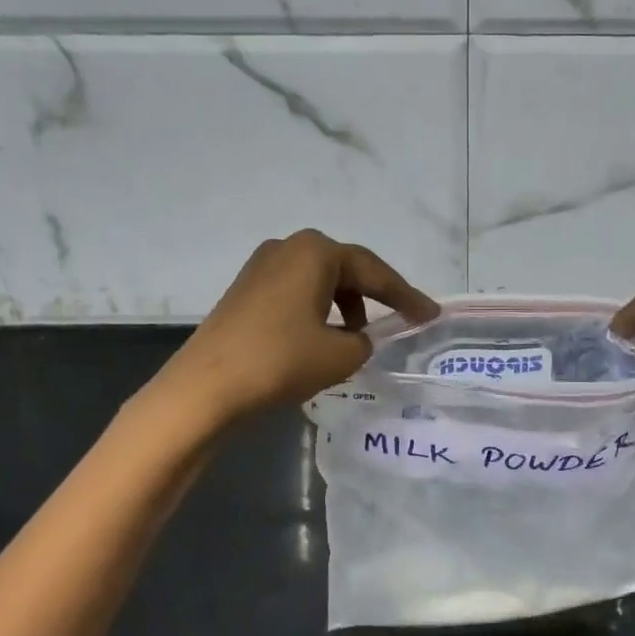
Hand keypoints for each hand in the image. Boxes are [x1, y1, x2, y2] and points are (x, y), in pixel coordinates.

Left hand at [159, 230, 437, 424]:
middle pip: (346, 269)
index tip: (430, 315)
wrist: (204, 388)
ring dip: (344, 304)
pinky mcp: (245, 290)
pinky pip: (296, 292)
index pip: (374, 272)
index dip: (406, 296)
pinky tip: (322, 337)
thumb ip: (364, 341)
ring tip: (358, 337)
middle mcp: (289, 247)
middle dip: (375, 295)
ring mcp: (261, 266)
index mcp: (316, 251)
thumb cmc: (280, 361)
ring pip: (320, 281)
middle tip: (402, 318)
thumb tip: (357, 338)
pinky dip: (317, 310)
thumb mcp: (340, 355)